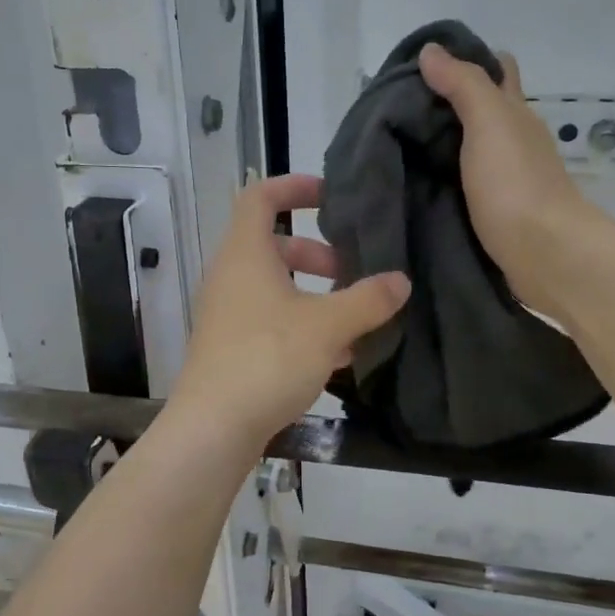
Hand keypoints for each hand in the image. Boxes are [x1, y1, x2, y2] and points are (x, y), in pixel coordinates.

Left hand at [167, 175, 409, 447]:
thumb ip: (367, 299)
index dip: (293, 187)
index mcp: (245, 255)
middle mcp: (229, 279)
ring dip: (313, 297)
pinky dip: (301, 328)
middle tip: (350, 272)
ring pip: (274, 291)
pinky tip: (336, 357)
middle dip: (316, 255)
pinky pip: (269, 324)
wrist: (214, 427)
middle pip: (273, 248)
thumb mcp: (328, 325)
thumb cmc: (268, 359)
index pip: (260, 198)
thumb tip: (400, 281)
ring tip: (354, 320)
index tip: (329, 195)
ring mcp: (226, 316)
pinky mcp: (230, 350)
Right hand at [419, 44, 594, 313]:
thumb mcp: (489, 123)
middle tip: (396, 108)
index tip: (422, 65)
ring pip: (470, 149)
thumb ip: (463, 86)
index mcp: (515, 114)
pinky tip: (416, 183)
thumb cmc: (516, 183)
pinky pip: (463, 184)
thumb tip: (431, 51)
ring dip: (441, 145)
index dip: (466, 60)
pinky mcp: (494, 212)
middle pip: (480, 110)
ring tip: (395, 144)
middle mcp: (514, 141)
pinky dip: (443, 178)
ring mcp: (505, 179)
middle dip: (445, 104)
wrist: (543, 254)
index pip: (497, 70)